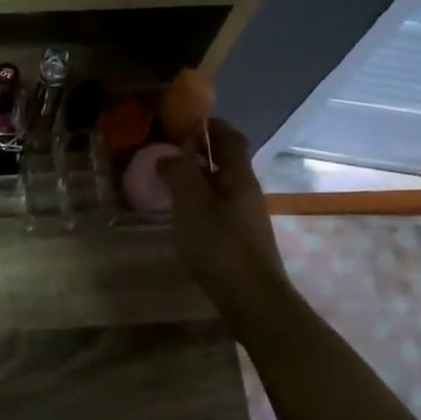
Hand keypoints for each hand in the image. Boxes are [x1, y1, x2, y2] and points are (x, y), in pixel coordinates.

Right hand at [160, 120, 287, 315]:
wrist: (253, 300)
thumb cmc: (220, 246)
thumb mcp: (192, 205)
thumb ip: (179, 174)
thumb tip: (168, 155)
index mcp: (239, 177)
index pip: (230, 138)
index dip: (211, 125)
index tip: (185, 119)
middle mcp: (246, 193)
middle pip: (226, 162)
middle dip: (200, 152)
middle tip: (168, 150)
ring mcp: (245, 218)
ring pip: (221, 187)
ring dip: (198, 179)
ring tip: (168, 182)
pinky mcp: (239, 241)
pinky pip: (217, 210)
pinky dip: (199, 203)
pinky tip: (181, 216)